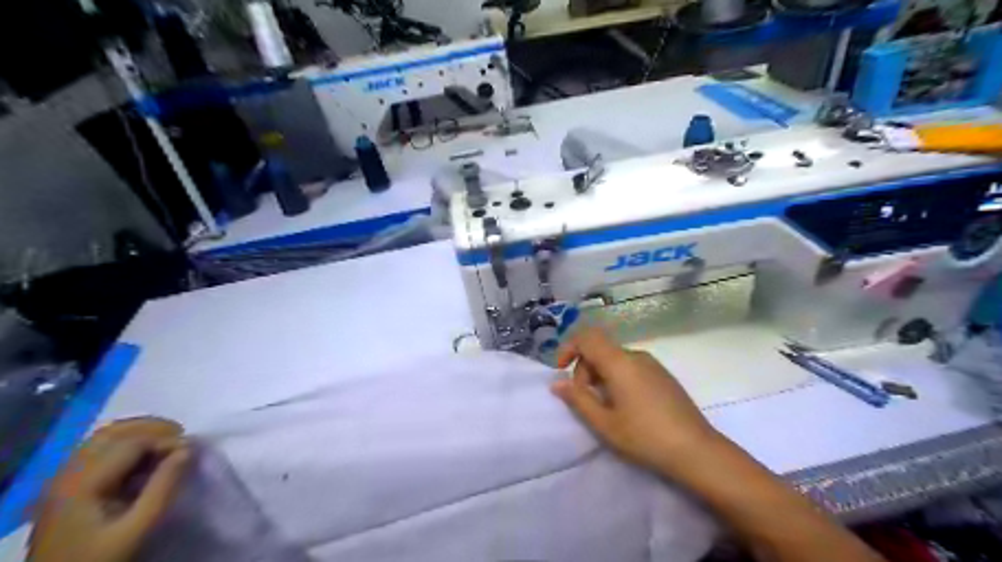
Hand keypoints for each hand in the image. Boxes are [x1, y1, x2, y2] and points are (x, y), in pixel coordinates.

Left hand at [29, 417, 190, 560]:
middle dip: (153, 429)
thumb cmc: (100, 558)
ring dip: (139, 434)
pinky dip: (125, 446)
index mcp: (82, 482)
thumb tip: (188, 449)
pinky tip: (143, 460)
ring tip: (167, 445)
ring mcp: (62, 480)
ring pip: (103, 439)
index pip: (132, 442)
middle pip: (113, 433)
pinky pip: (96, 452)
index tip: (193, 451)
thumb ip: (164, 486)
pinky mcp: (65, 488)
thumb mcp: (138, 527)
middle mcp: (67, 473)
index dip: (166, 441)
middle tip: (182, 438)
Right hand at [551, 329, 725, 478]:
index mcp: (620, 362)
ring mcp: (653, 365)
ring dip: (600, 376)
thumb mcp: (604, 423)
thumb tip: (557, 383)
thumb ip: (578, 399)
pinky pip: (631, 367)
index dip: (569, 348)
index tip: (561, 370)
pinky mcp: (663, 376)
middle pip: (600, 349)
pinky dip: (617, 378)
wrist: (697, 451)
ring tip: (605, 408)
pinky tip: (625, 406)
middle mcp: (636, 356)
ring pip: (615, 359)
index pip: (587, 337)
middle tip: (585, 401)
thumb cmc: (645, 437)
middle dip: (584, 370)